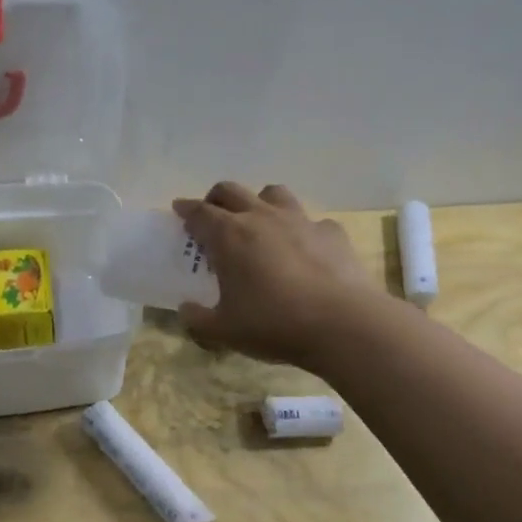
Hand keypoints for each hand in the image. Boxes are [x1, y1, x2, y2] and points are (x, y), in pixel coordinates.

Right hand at [171, 183, 380, 366]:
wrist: (343, 324)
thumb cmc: (274, 324)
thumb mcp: (224, 331)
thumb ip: (198, 319)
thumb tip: (185, 309)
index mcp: (229, 236)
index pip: (199, 212)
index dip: (186, 209)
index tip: (179, 209)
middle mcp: (262, 217)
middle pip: (232, 191)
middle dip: (216, 198)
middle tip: (212, 214)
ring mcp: (300, 220)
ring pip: (273, 193)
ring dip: (260, 201)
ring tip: (259, 221)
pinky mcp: (332, 232)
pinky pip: (312, 221)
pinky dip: (302, 229)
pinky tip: (305, 248)